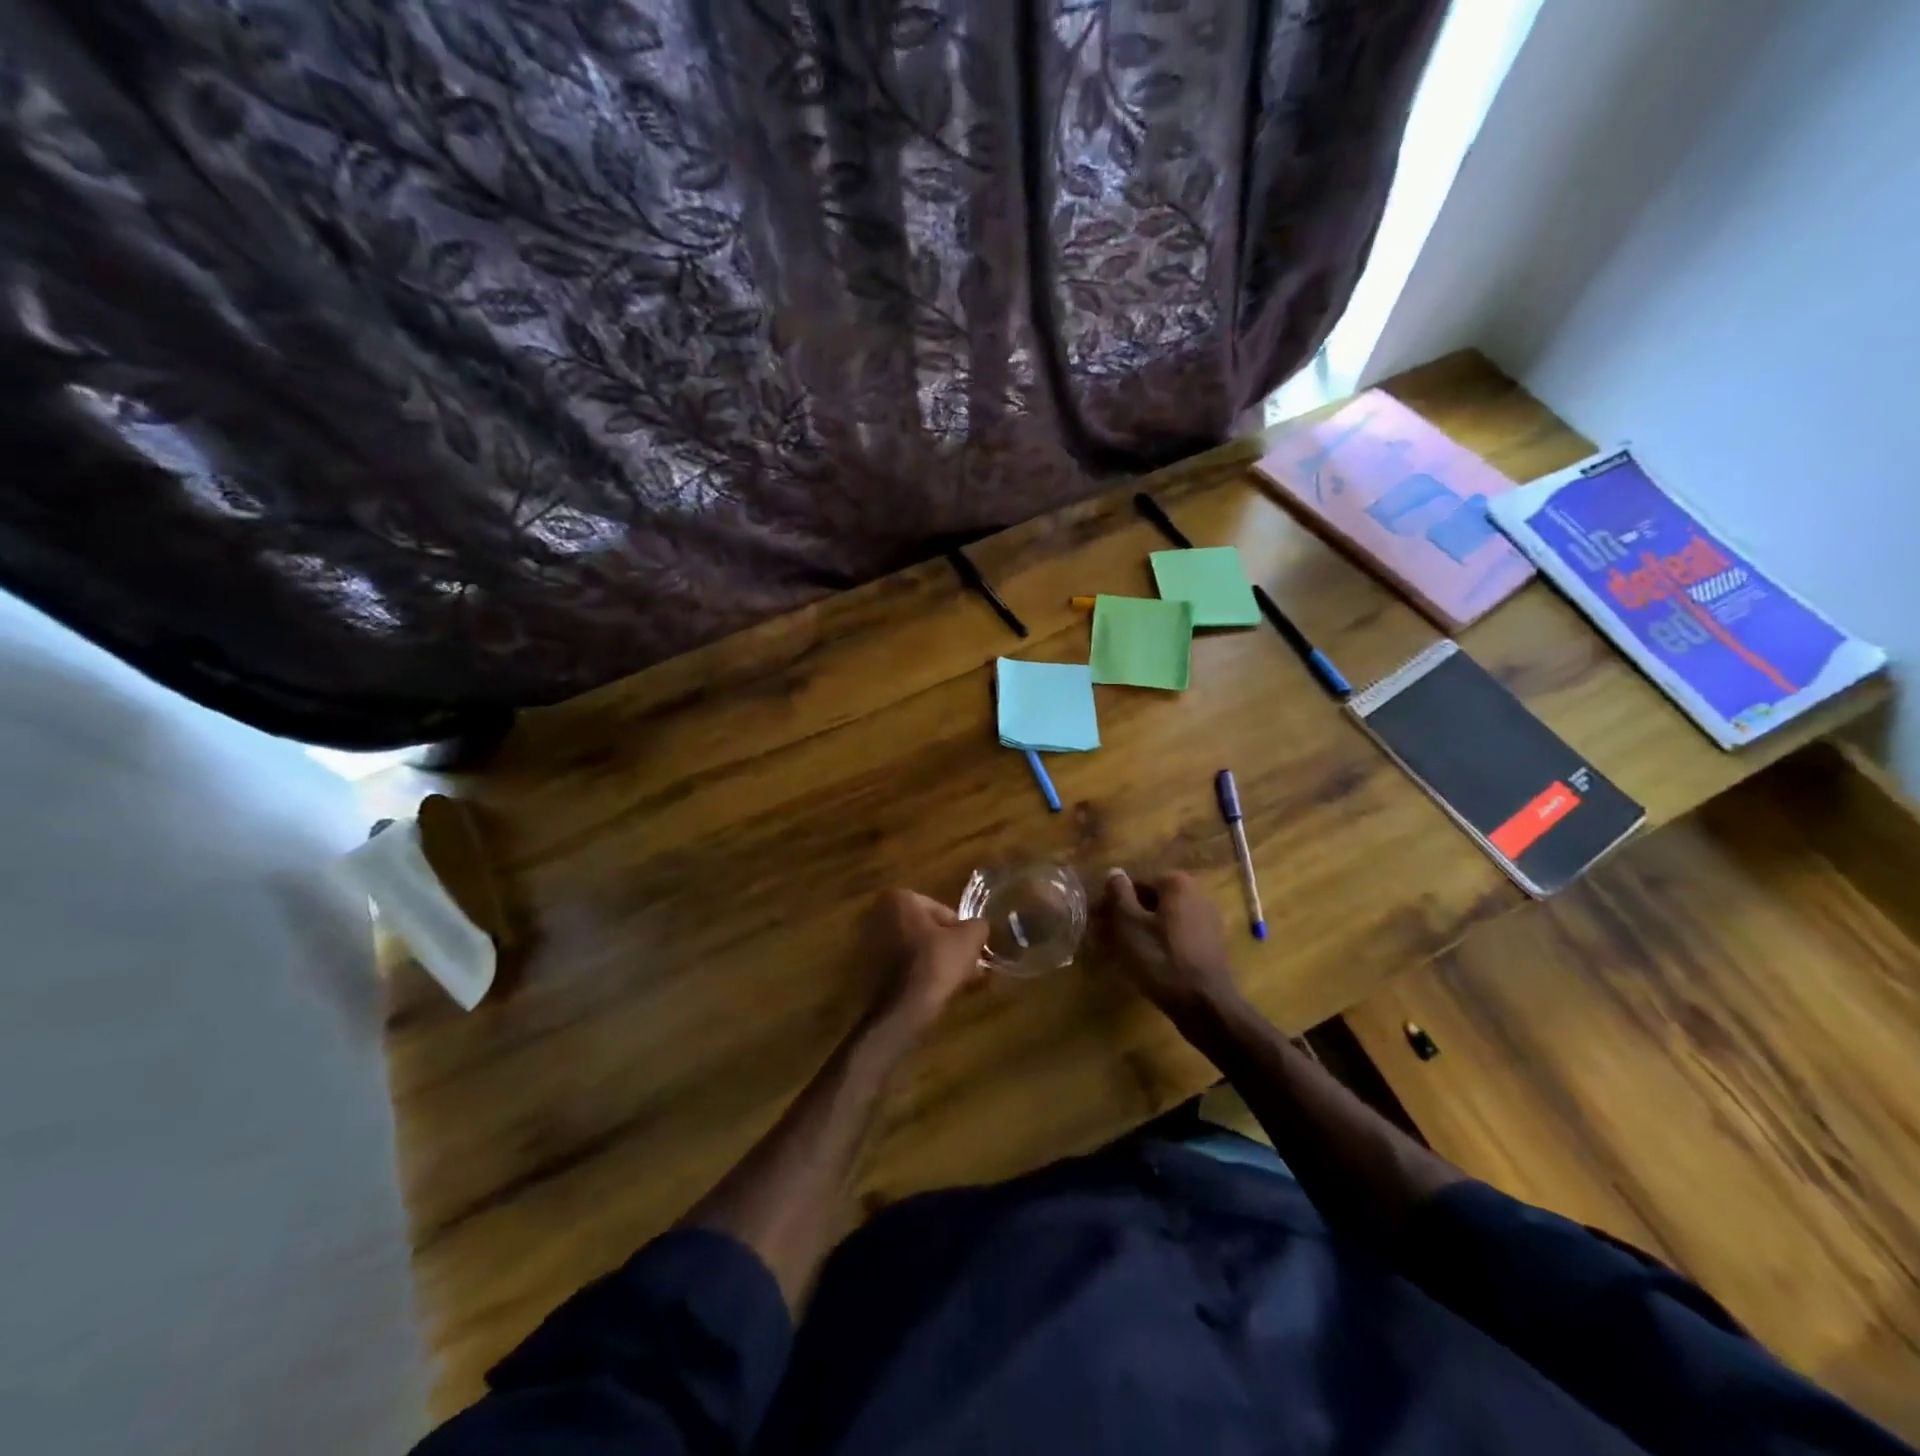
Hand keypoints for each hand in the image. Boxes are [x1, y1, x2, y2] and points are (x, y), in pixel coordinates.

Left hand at [865, 889, 989, 1029]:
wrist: (900, 1011)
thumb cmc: (935, 963)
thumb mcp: (969, 939)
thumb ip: (978, 926)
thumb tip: (978, 927)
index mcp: (899, 899)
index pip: (941, 910)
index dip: (960, 931)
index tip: (970, 950)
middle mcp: (877, 915)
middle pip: (925, 929)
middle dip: (947, 946)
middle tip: (966, 965)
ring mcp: (868, 944)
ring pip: (914, 949)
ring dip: (935, 961)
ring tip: (956, 981)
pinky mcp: (867, 970)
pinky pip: (901, 966)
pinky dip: (918, 974)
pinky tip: (935, 991)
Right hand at [1104, 869, 1237, 1017]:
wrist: (1204, 1004)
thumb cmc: (1160, 958)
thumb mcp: (1129, 923)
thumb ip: (1119, 893)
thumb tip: (1114, 871)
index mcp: (1177, 884)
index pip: (1135, 884)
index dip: (1112, 902)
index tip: (1096, 920)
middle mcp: (1196, 895)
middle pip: (1149, 902)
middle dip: (1124, 916)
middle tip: (1101, 936)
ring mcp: (1206, 922)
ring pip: (1160, 921)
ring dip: (1137, 931)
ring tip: (1115, 952)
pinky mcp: (1209, 946)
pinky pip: (1174, 937)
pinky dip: (1156, 944)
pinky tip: (1140, 962)